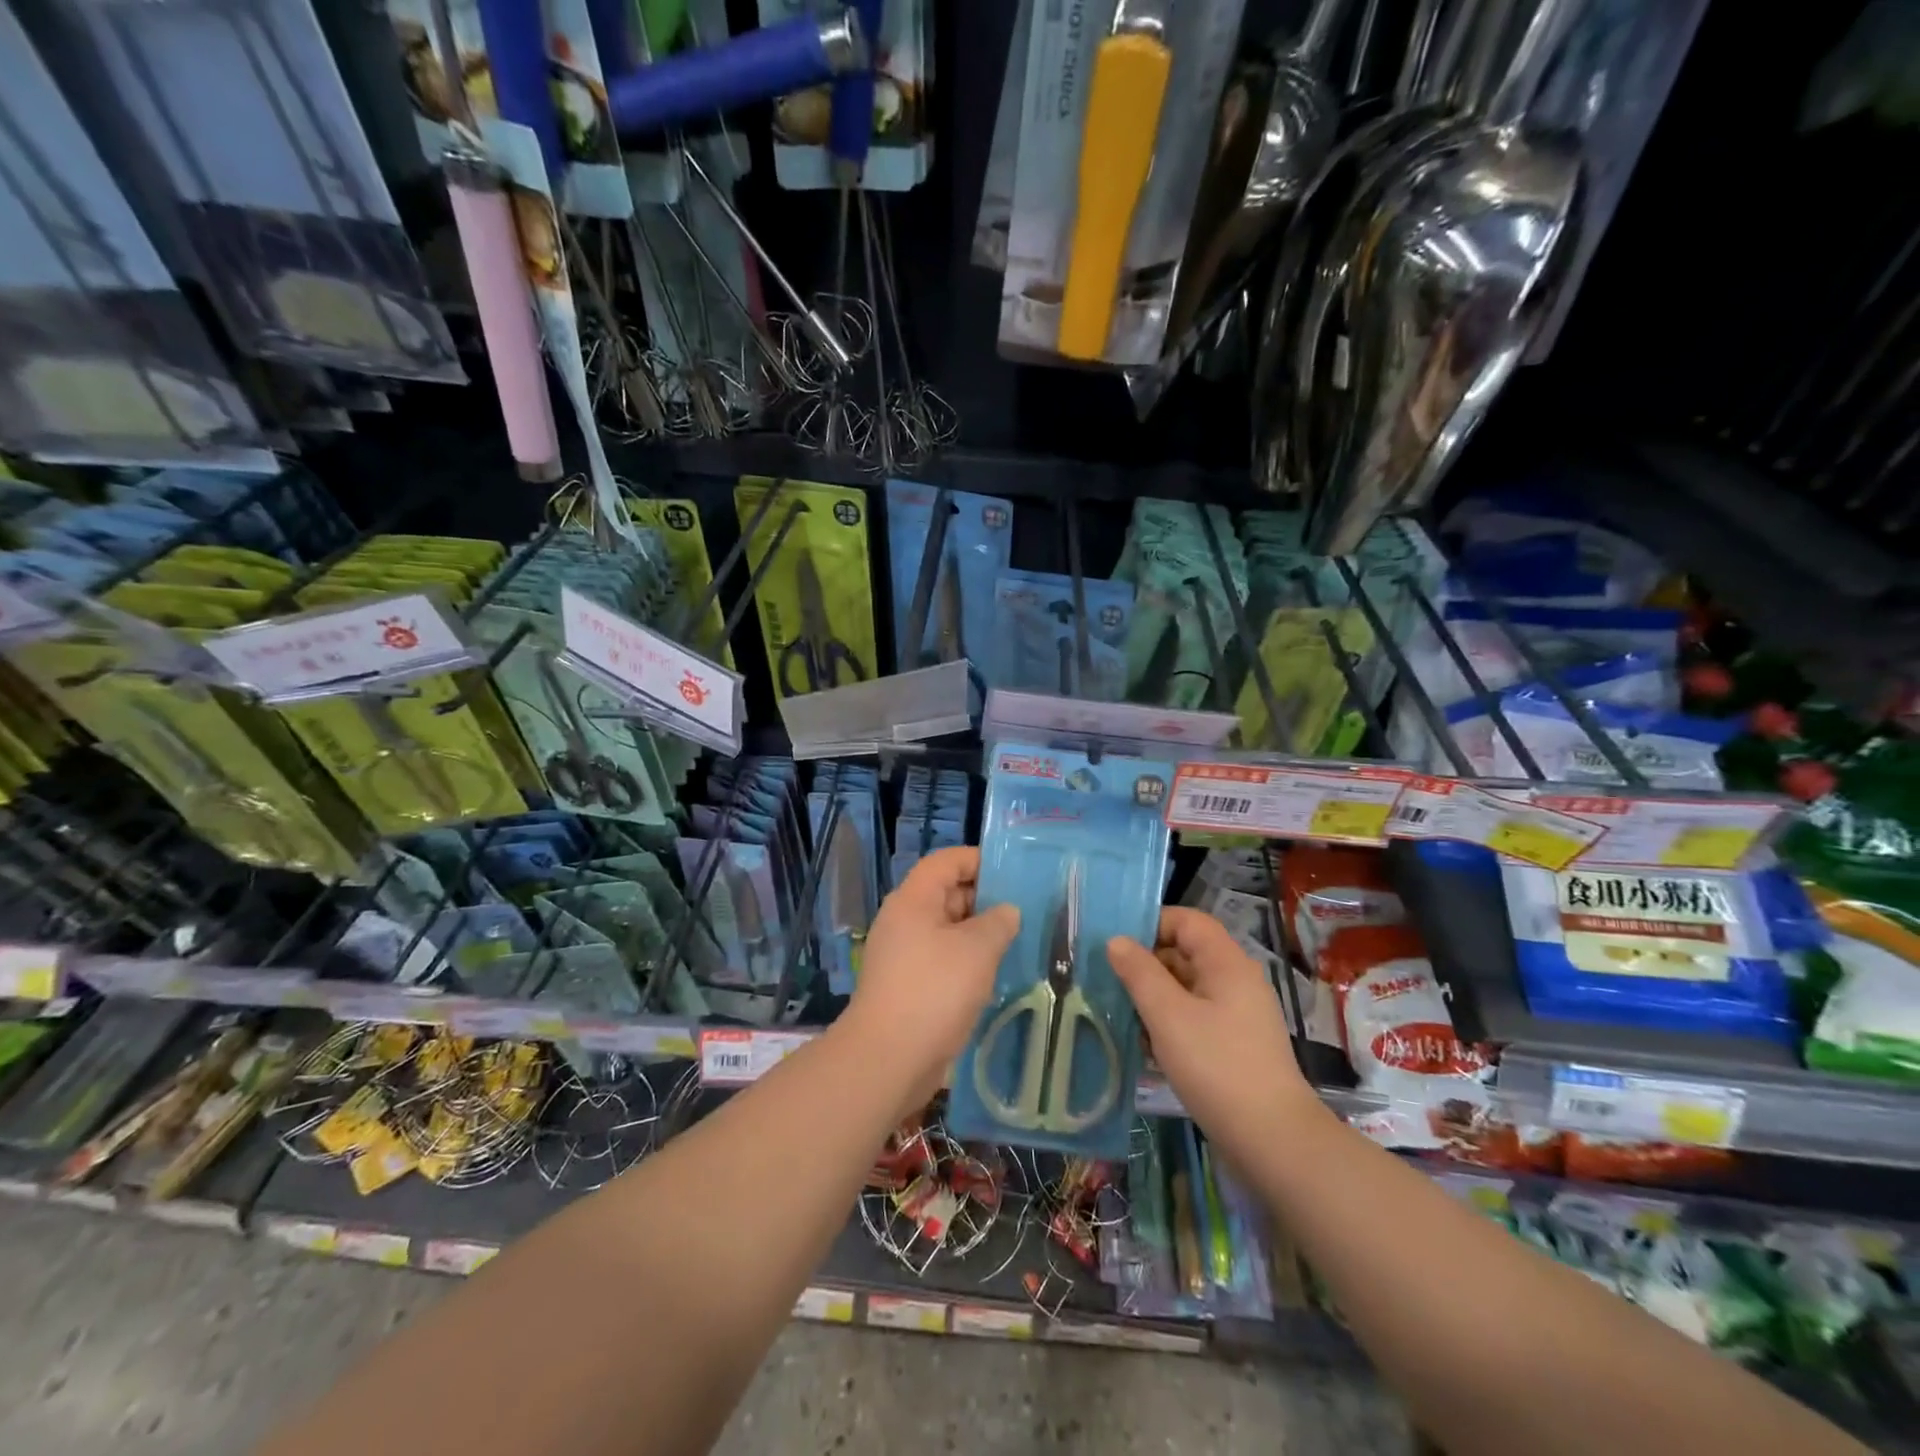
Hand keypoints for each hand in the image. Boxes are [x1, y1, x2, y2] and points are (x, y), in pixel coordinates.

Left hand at [843, 846, 1019, 1111]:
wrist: (888, 1058)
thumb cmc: (934, 991)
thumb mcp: (977, 949)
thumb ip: (998, 922)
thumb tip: (1006, 911)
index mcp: (914, 899)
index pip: (946, 861)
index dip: (978, 860)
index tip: (1013, 874)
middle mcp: (904, 920)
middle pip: (946, 894)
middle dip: (984, 900)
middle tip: (1025, 912)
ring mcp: (903, 954)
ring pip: (947, 930)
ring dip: (979, 935)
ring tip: (1018, 943)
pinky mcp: (907, 985)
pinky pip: (942, 960)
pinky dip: (967, 962)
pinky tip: (995, 977)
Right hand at [1108, 908, 1319, 1160]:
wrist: (1272, 1140)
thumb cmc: (1217, 1067)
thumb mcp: (1168, 1016)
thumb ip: (1139, 973)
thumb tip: (1116, 941)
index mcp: (1227, 963)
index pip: (1188, 921)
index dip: (1152, 923)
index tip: (1117, 944)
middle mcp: (1235, 981)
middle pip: (1185, 953)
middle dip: (1146, 963)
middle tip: (1107, 979)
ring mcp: (1237, 1015)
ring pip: (1186, 988)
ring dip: (1153, 996)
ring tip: (1118, 1012)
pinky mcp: (1233, 1044)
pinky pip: (1194, 1017)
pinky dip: (1168, 1022)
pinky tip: (1143, 1044)